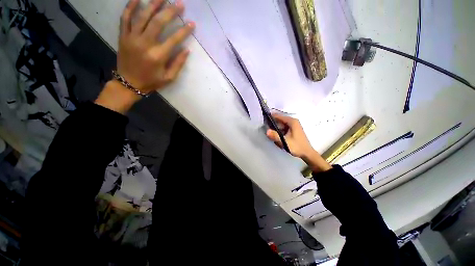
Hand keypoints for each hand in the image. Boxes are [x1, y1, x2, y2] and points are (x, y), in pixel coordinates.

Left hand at [118, 0, 193, 92]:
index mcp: (158, 56)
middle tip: (179, 3)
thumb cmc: (151, 81)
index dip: (184, 30)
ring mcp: (132, 38)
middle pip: (158, 22)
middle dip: (170, 11)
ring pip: (142, 16)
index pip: (174, 39)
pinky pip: (125, 17)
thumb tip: (187, 50)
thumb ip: (178, 64)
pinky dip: (131, 6)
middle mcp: (145, 43)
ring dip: (153, 4)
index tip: (192, 23)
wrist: (128, 83)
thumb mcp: (169, 78)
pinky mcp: (123, 36)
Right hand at [266, 114, 331, 172]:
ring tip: (270, 133)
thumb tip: (267, 131)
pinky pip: (283, 128)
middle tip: (265, 128)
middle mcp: (293, 121)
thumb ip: (275, 136)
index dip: (271, 117)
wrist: (307, 153)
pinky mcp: (293, 130)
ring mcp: (293, 126)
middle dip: (272, 124)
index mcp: (292, 122)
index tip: (263, 119)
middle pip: (279, 120)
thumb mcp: (285, 142)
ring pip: (281, 124)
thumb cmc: (297, 147)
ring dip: (275, 128)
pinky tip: (276, 136)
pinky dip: (279, 131)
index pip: (279, 116)